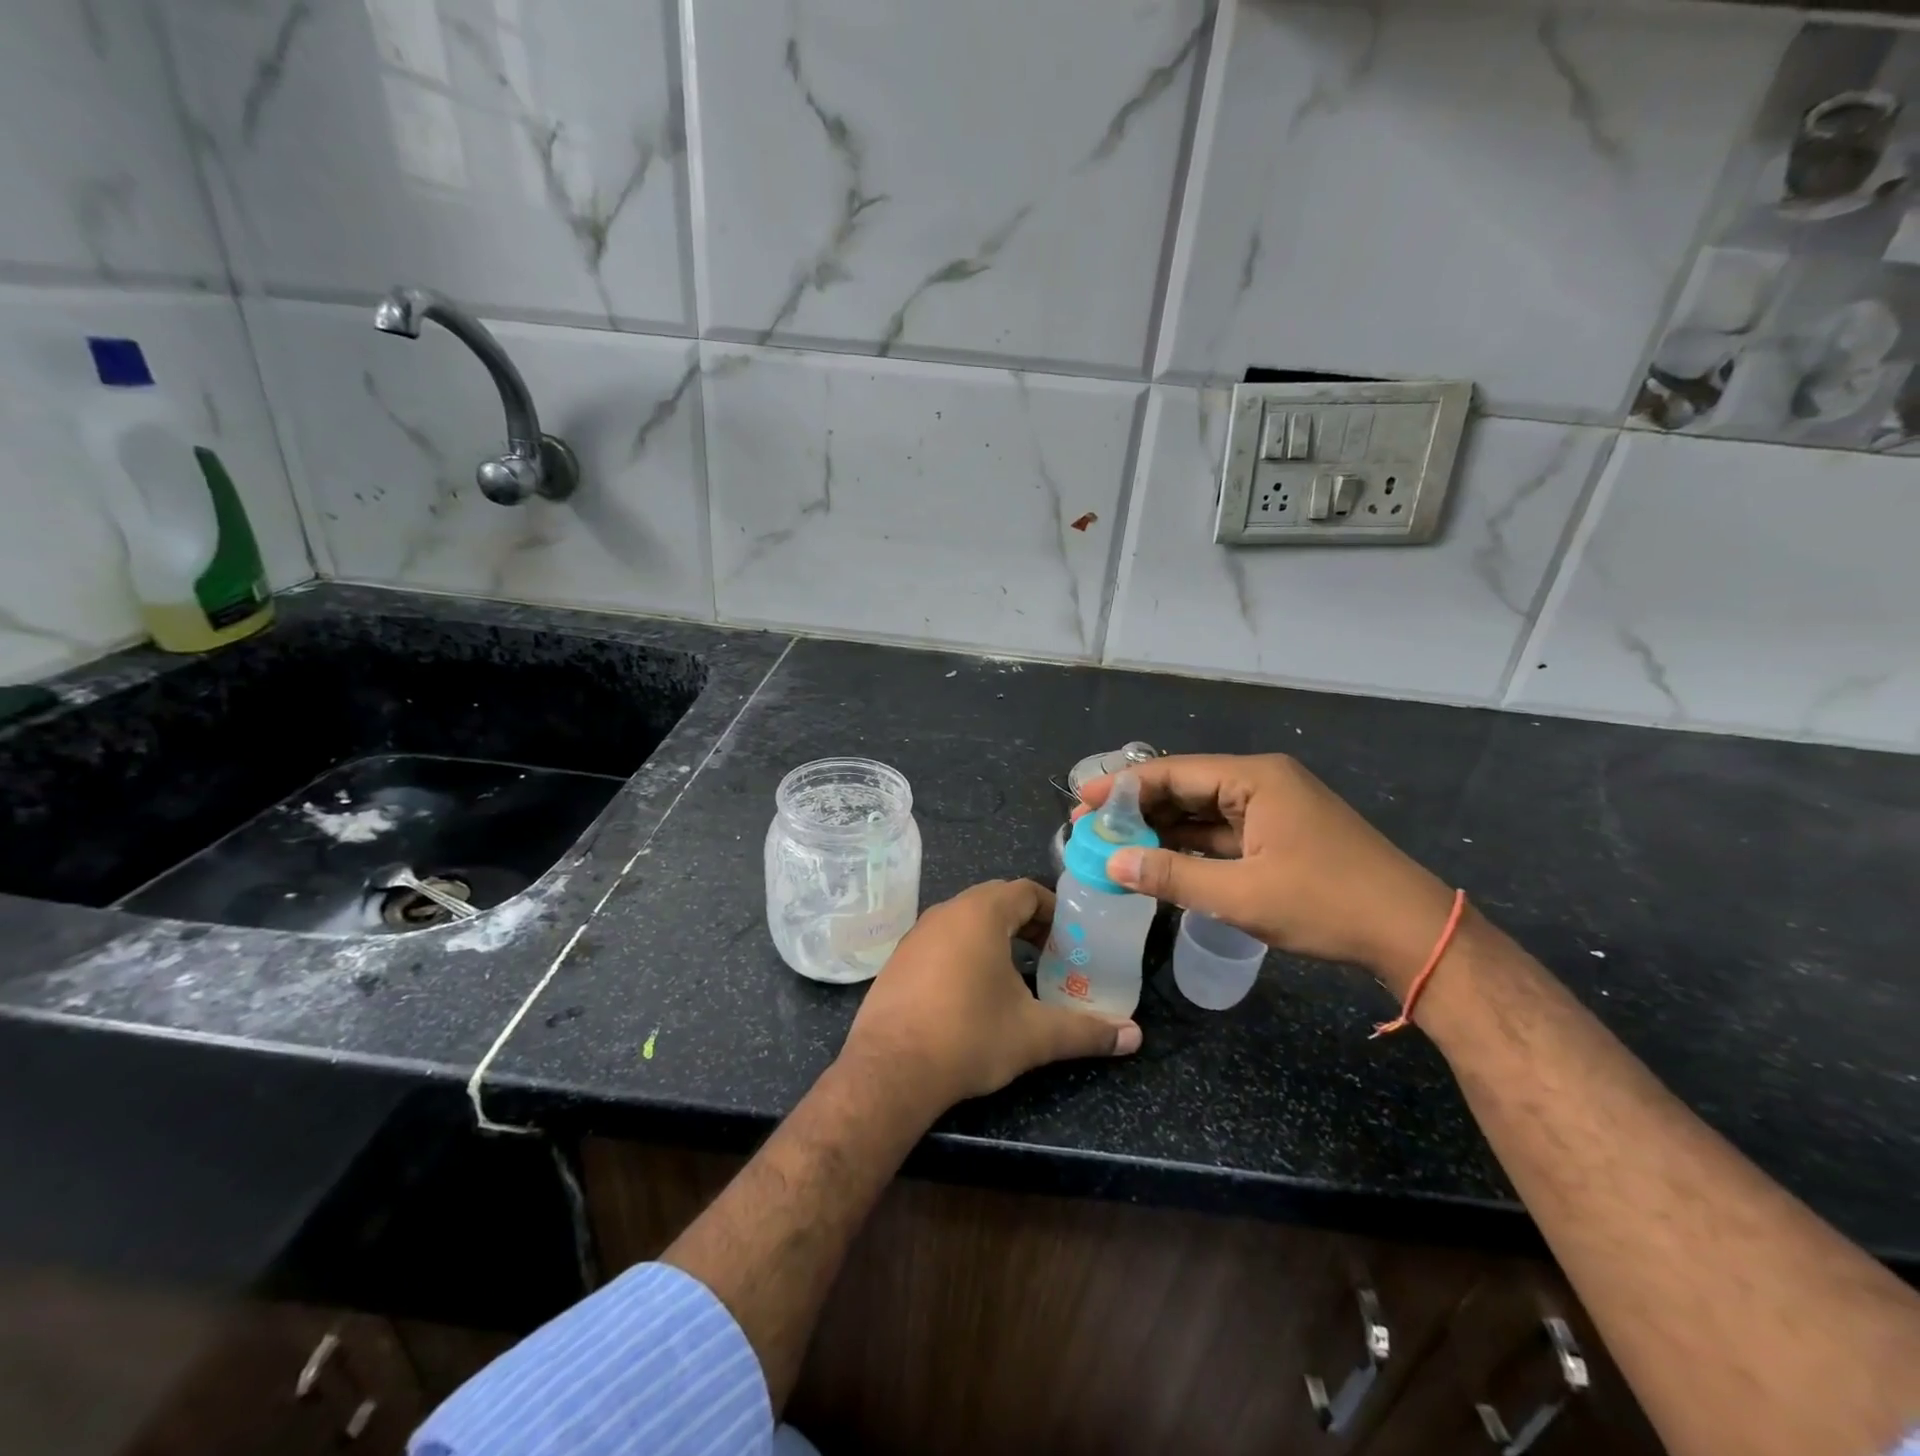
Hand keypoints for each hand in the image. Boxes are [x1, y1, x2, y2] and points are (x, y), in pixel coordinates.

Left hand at [840, 879, 1141, 1113]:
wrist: (890, 1070)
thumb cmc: (969, 1037)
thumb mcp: (1034, 1035)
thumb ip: (1086, 1031)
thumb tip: (1134, 1036)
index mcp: (980, 913)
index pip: (1026, 890)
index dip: (1053, 910)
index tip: (1070, 938)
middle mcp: (946, 912)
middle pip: (995, 900)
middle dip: (1027, 923)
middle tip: (1051, 955)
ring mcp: (916, 934)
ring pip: (965, 920)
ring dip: (995, 937)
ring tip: (1016, 974)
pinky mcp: (898, 959)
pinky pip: (941, 941)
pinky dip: (964, 952)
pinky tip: (971, 992)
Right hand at [1080, 754, 1454, 992]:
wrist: (1413, 935)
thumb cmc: (1326, 903)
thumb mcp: (1241, 894)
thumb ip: (1171, 876)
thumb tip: (1113, 865)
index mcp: (1255, 778)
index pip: (1173, 772)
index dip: (1122, 786)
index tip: (1081, 802)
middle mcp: (1262, 783)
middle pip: (1185, 788)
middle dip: (1137, 808)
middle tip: (1090, 829)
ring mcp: (1274, 810)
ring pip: (1203, 813)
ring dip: (1161, 830)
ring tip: (1115, 846)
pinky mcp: (1281, 837)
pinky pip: (1223, 834)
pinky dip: (1190, 847)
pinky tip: (1159, 861)